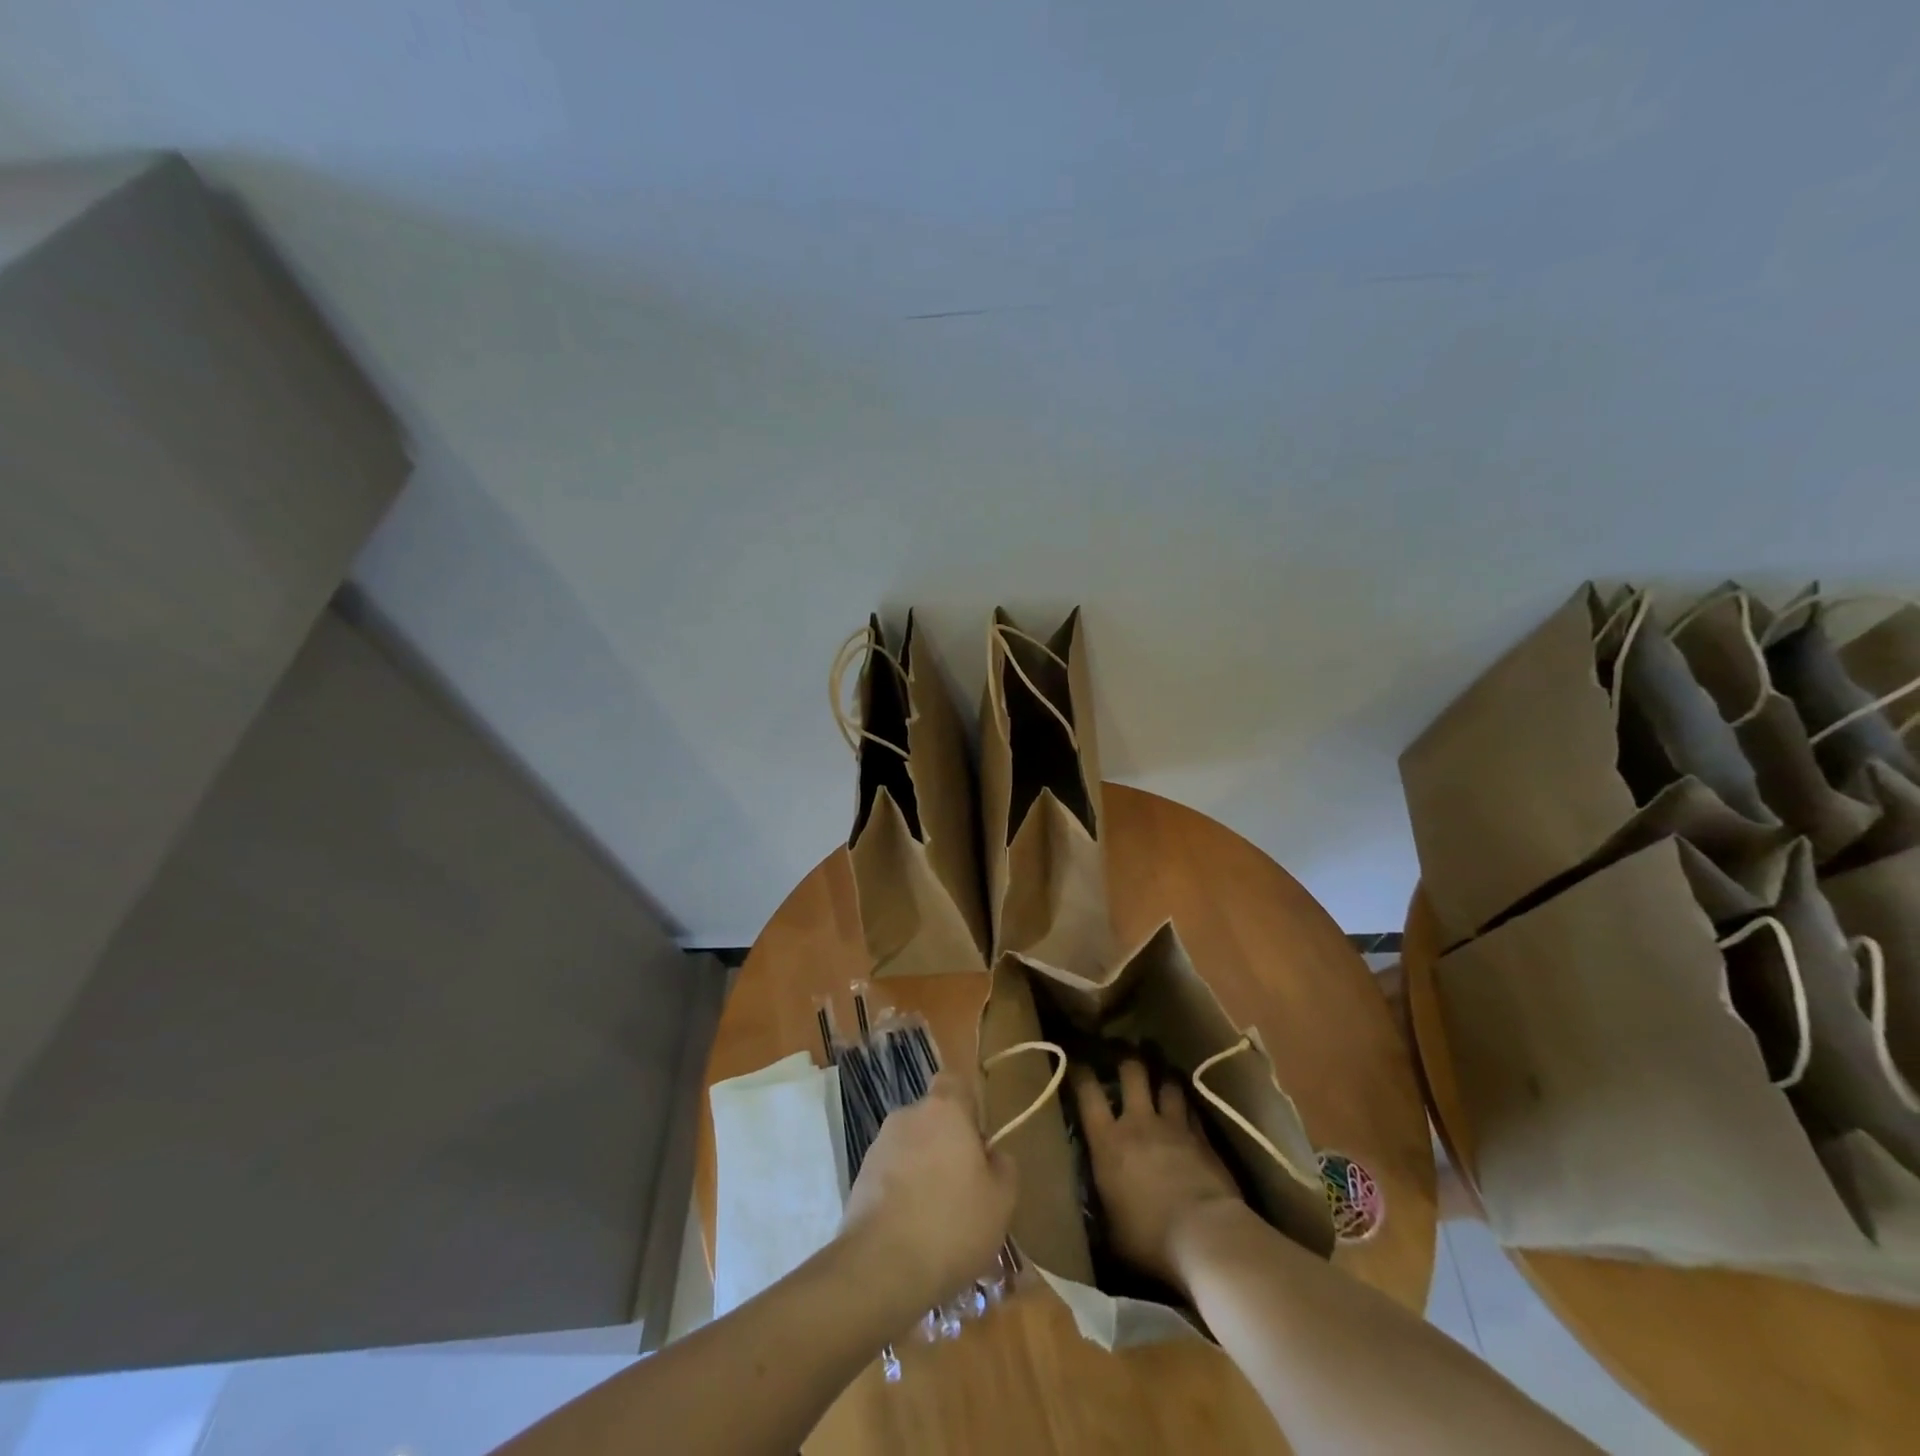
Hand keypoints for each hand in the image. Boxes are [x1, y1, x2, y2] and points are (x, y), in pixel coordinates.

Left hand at [840, 1071, 1017, 1312]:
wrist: (882, 1267)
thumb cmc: (952, 1223)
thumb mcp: (1001, 1201)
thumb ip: (1004, 1168)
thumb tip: (993, 1157)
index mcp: (944, 1109)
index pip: (954, 1082)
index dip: (967, 1106)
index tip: (978, 1142)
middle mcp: (908, 1116)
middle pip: (933, 1121)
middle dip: (947, 1148)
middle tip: (965, 1191)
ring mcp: (879, 1147)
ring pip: (912, 1151)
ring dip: (924, 1174)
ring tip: (940, 1224)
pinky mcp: (859, 1179)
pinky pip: (891, 1178)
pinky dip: (903, 1196)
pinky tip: (914, 1236)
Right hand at [1073, 1059, 1244, 1291]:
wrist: (1206, 1236)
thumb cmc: (1150, 1238)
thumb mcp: (1112, 1229)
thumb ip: (1103, 1205)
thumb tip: (1096, 1206)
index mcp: (1108, 1141)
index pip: (1087, 1092)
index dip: (1080, 1072)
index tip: (1077, 1062)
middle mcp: (1139, 1123)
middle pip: (1132, 1072)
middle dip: (1128, 1060)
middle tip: (1126, 1054)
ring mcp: (1174, 1126)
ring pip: (1168, 1084)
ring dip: (1163, 1077)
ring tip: (1162, 1072)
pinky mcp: (1203, 1137)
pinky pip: (1192, 1110)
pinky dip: (1187, 1105)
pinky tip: (1188, 1106)